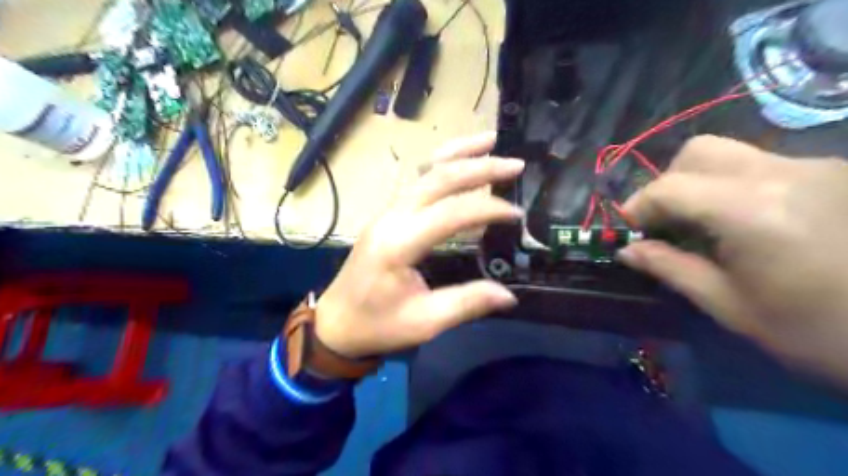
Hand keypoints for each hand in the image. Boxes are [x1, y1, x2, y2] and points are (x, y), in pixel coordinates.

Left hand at [312, 132, 523, 357]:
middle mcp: (392, 217)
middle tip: (515, 164)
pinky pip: (417, 180)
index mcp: (399, 243)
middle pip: (438, 179)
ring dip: (458, 153)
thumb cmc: (377, 325)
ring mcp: (387, 211)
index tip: (517, 214)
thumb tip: (509, 295)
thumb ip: (467, 303)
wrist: (337, 323)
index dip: (488, 208)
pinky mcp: (388, 214)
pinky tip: (459, 160)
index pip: (451, 213)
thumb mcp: (425, 322)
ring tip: (489, 140)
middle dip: (479, 167)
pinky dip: (442, 165)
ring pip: (425, 171)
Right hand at [621, 134, 847, 387]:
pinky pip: (763, 167)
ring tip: (702, 225)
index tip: (627, 231)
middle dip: (668, 182)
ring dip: (700, 183)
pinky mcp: (836, 174)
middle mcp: (784, 175)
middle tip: (665, 222)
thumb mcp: (731, 307)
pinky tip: (744, 224)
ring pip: (732, 154)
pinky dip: (733, 187)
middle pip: (700, 152)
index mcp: (753, 212)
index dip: (637, 206)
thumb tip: (626, 251)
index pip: (671, 187)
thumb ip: (671, 269)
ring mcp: (817, 169)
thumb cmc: (823, 332)